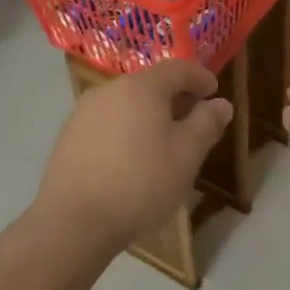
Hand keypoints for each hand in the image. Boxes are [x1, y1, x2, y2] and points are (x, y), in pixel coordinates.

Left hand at [34, 59, 233, 249]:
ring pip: (126, 105)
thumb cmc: (140, 183)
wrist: (74, 220)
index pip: (177, 69)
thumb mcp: (186, 156)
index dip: (199, 77)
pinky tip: (132, 159)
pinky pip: (107, 123)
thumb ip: (206, 124)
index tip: (214, 91)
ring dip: (149, 116)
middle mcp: (109, 90)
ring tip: (163, 144)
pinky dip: (126, 131)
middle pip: (150, 85)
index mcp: (141, 87)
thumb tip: (221, 104)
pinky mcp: (68, 137)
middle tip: (193, 121)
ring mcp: (84, 112)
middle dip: (175, 98)